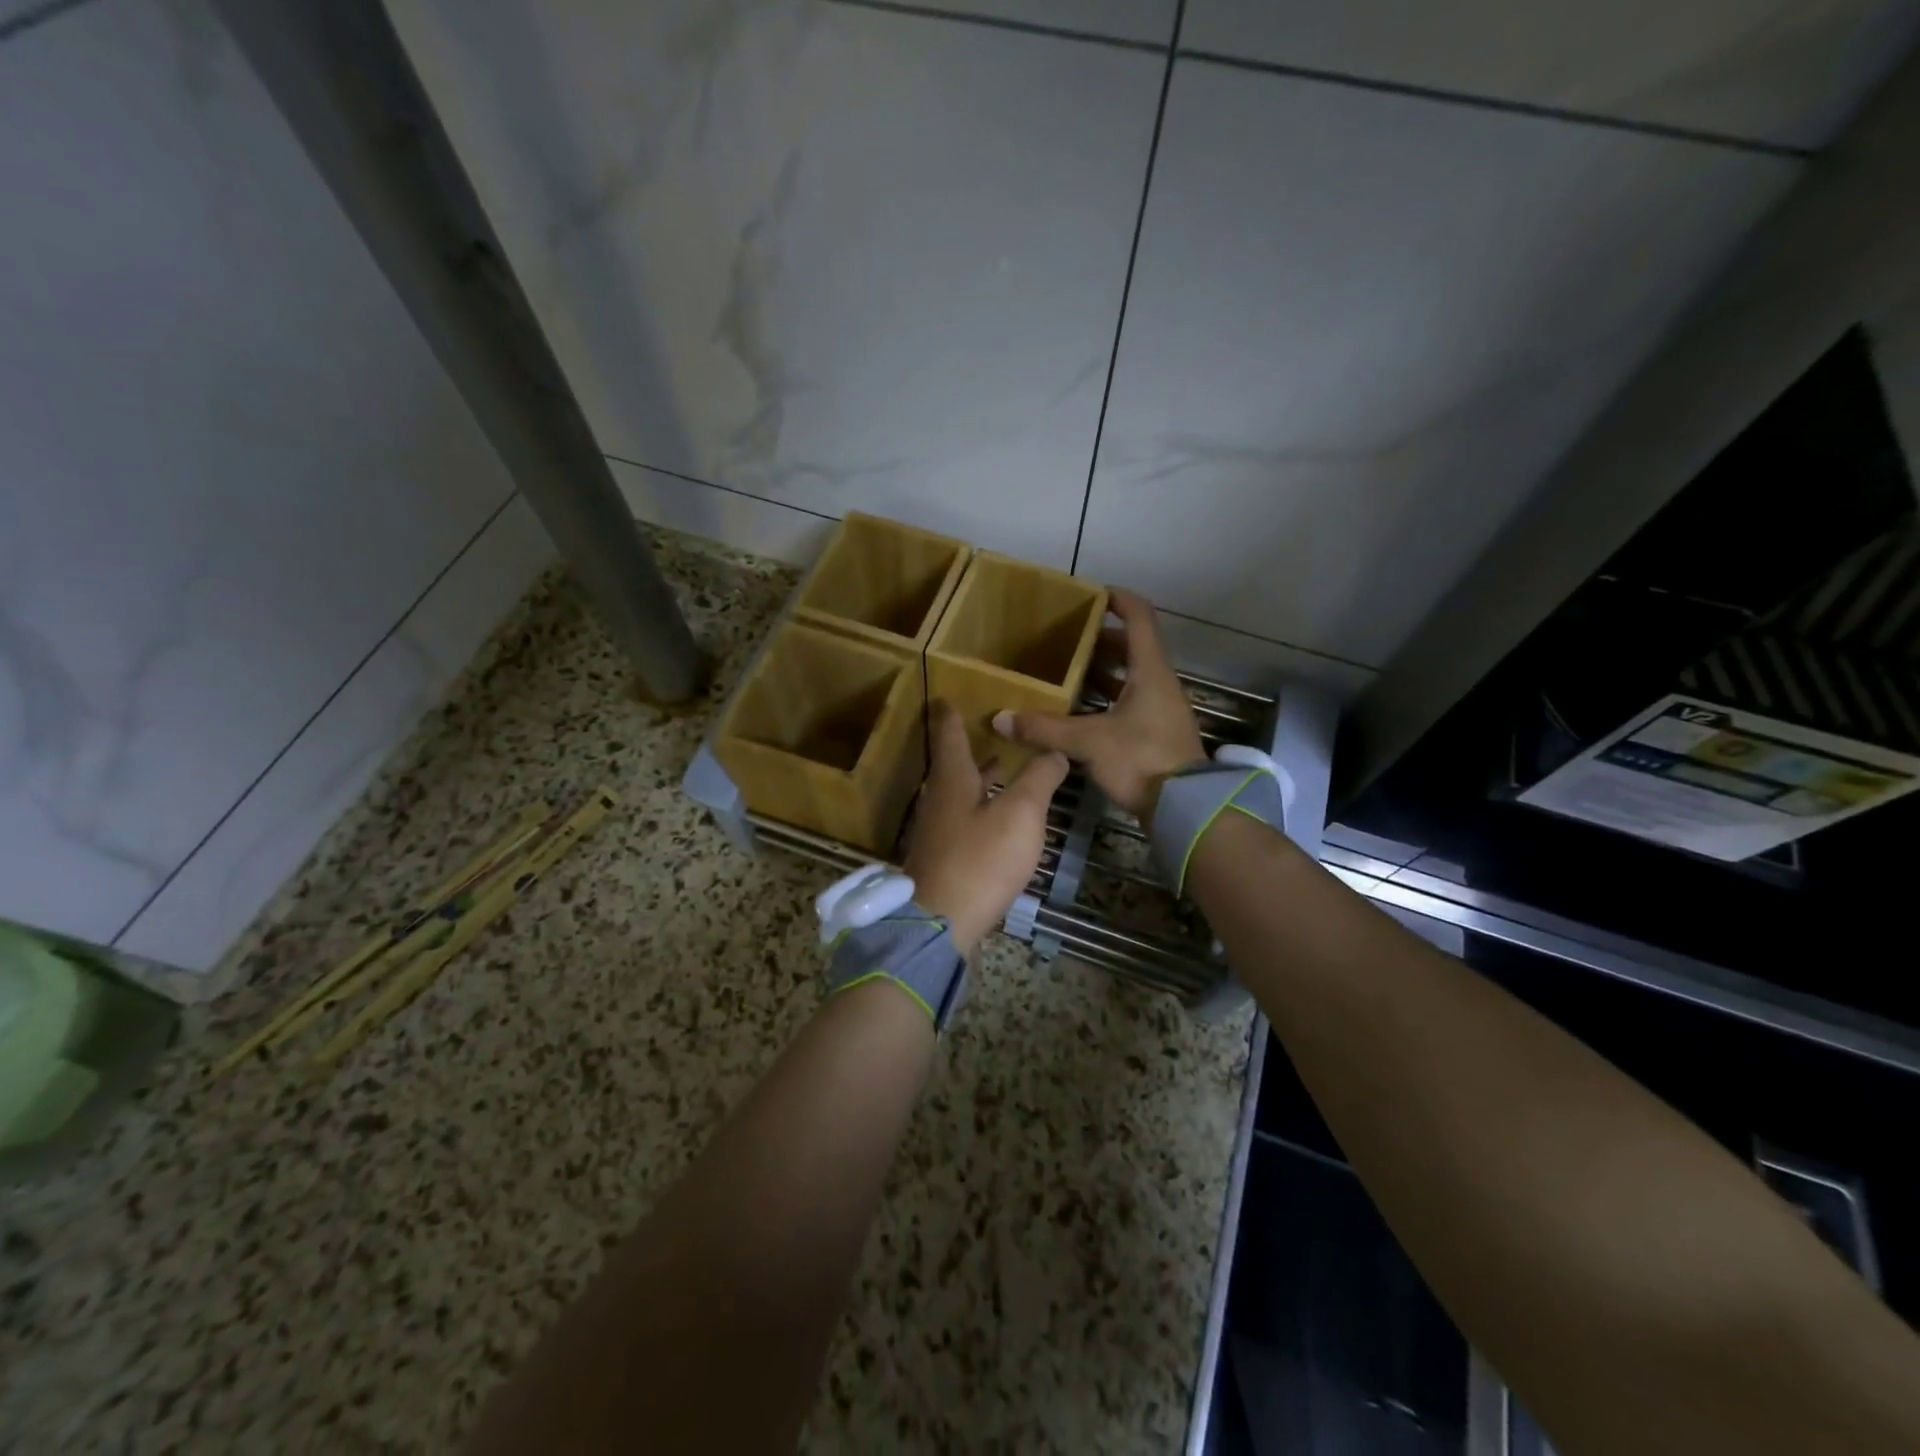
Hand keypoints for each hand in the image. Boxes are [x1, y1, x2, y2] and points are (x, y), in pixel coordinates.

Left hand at [905, 702, 1068, 955]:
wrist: (941, 922)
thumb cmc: (981, 859)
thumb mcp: (1021, 813)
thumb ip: (1039, 778)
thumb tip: (1055, 750)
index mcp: (952, 779)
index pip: (948, 734)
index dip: (951, 714)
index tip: (949, 697)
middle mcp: (938, 800)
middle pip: (952, 765)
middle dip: (968, 746)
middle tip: (988, 730)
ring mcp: (937, 831)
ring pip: (958, 793)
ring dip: (977, 778)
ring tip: (999, 767)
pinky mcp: (943, 858)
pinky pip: (962, 819)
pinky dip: (979, 807)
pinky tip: (995, 818)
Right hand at [990, 589, 1204, 826]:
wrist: (1185, 808)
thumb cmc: (1142, 760)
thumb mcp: (1089, 742)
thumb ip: (1046, 729)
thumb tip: (1001, 719)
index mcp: (1149, 671)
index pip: (1139, 618)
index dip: (1118, 600)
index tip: (1092, 595)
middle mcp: (1158, 683)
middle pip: (1131, 648)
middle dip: (1099, 641)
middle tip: (1065, 639)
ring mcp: (1160, 709)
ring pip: (1129, 678)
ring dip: (1101, 673)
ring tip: (1065, 672)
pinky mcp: (1156, 734)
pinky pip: (1129, 703)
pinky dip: (1105, 700)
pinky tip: (1078, 712)